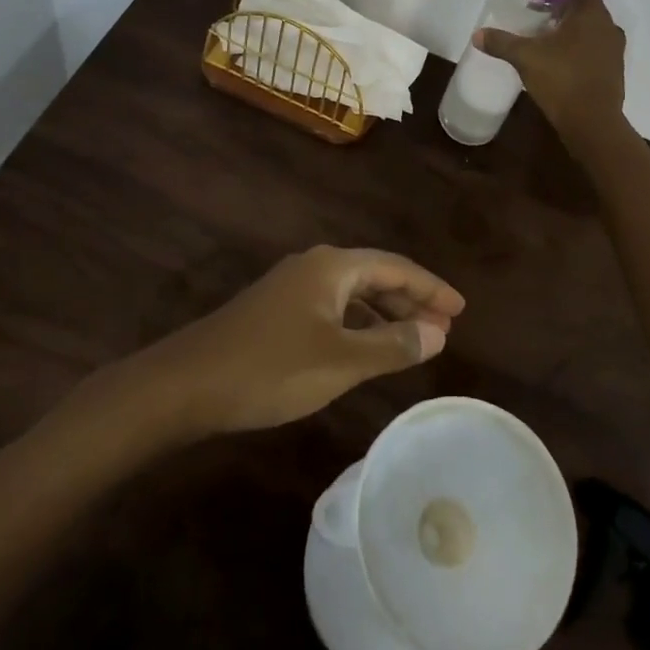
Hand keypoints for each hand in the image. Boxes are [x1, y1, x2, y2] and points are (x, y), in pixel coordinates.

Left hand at [145, 246, 464, 434]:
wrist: (187, 383)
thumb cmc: (270, 368)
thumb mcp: (339, 362)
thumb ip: (391, 346)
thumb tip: (438, 332)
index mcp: (333, 266)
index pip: (396, 267)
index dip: (431, 287)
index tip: (462, 309)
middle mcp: (315, 265)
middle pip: (375, 274)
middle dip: (411, 299)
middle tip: (444, 327)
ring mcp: (292, 286)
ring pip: (352, 292)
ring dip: (384, 312)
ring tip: (414, 338)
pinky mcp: (276, 310)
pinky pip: (333, 306)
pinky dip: (358, 323)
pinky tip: (365, 346)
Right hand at [475, 0, 626, 140]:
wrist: (593, 125)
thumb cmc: (562, 80)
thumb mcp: (526, 58)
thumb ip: (502, 42)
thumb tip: (477, 34)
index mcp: (592, 15)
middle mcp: (608, 27)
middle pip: (586, 5)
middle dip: (562, 3)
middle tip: (535, 5)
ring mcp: (614, 50)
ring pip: (591, 27)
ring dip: (571, 26)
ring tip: (544, 30)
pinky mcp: (613, 69)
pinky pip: (595, 46)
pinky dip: (578, 44)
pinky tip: (558, 54)